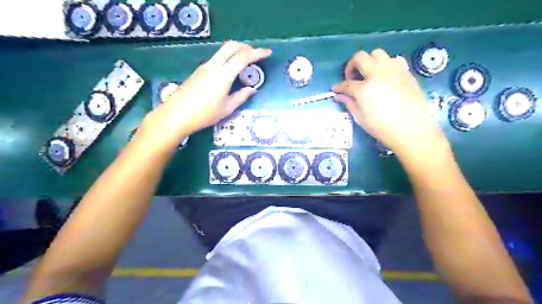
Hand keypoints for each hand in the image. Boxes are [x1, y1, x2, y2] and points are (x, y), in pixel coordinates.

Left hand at [150, 40, 273, 138]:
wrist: (176, 115)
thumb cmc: (204, 114)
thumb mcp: (226, 108)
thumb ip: (241, 97)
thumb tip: (252, 89)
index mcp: (223, 75)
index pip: (243, 57)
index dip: (257, 53)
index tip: (268, 53)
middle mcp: (214, 66)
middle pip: (231, 46)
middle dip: (246, 47)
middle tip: (256, 54)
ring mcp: (205, 67)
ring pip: (223, 51)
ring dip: (236, 51)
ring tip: (245, 62)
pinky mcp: (199, 70)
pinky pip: (217, 58)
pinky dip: (228, 58)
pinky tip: (231, 70)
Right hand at [333, 49, 446, 157]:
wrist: (412, 130)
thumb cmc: (382, 128)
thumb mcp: (361, 118)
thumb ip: (349, 103)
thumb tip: (339, 96)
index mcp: (364, 89)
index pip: (347, 84)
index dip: (339, 86)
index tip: (336, 89)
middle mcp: (377, 74)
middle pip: (360, 57)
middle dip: (351, 65)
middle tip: (352, 78)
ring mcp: (393, 70)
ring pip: (377, 53)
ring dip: (369, 61)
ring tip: (369, 74)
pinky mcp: (406, 72)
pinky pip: (394, 60)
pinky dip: (386, 64)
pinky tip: (386, 76)